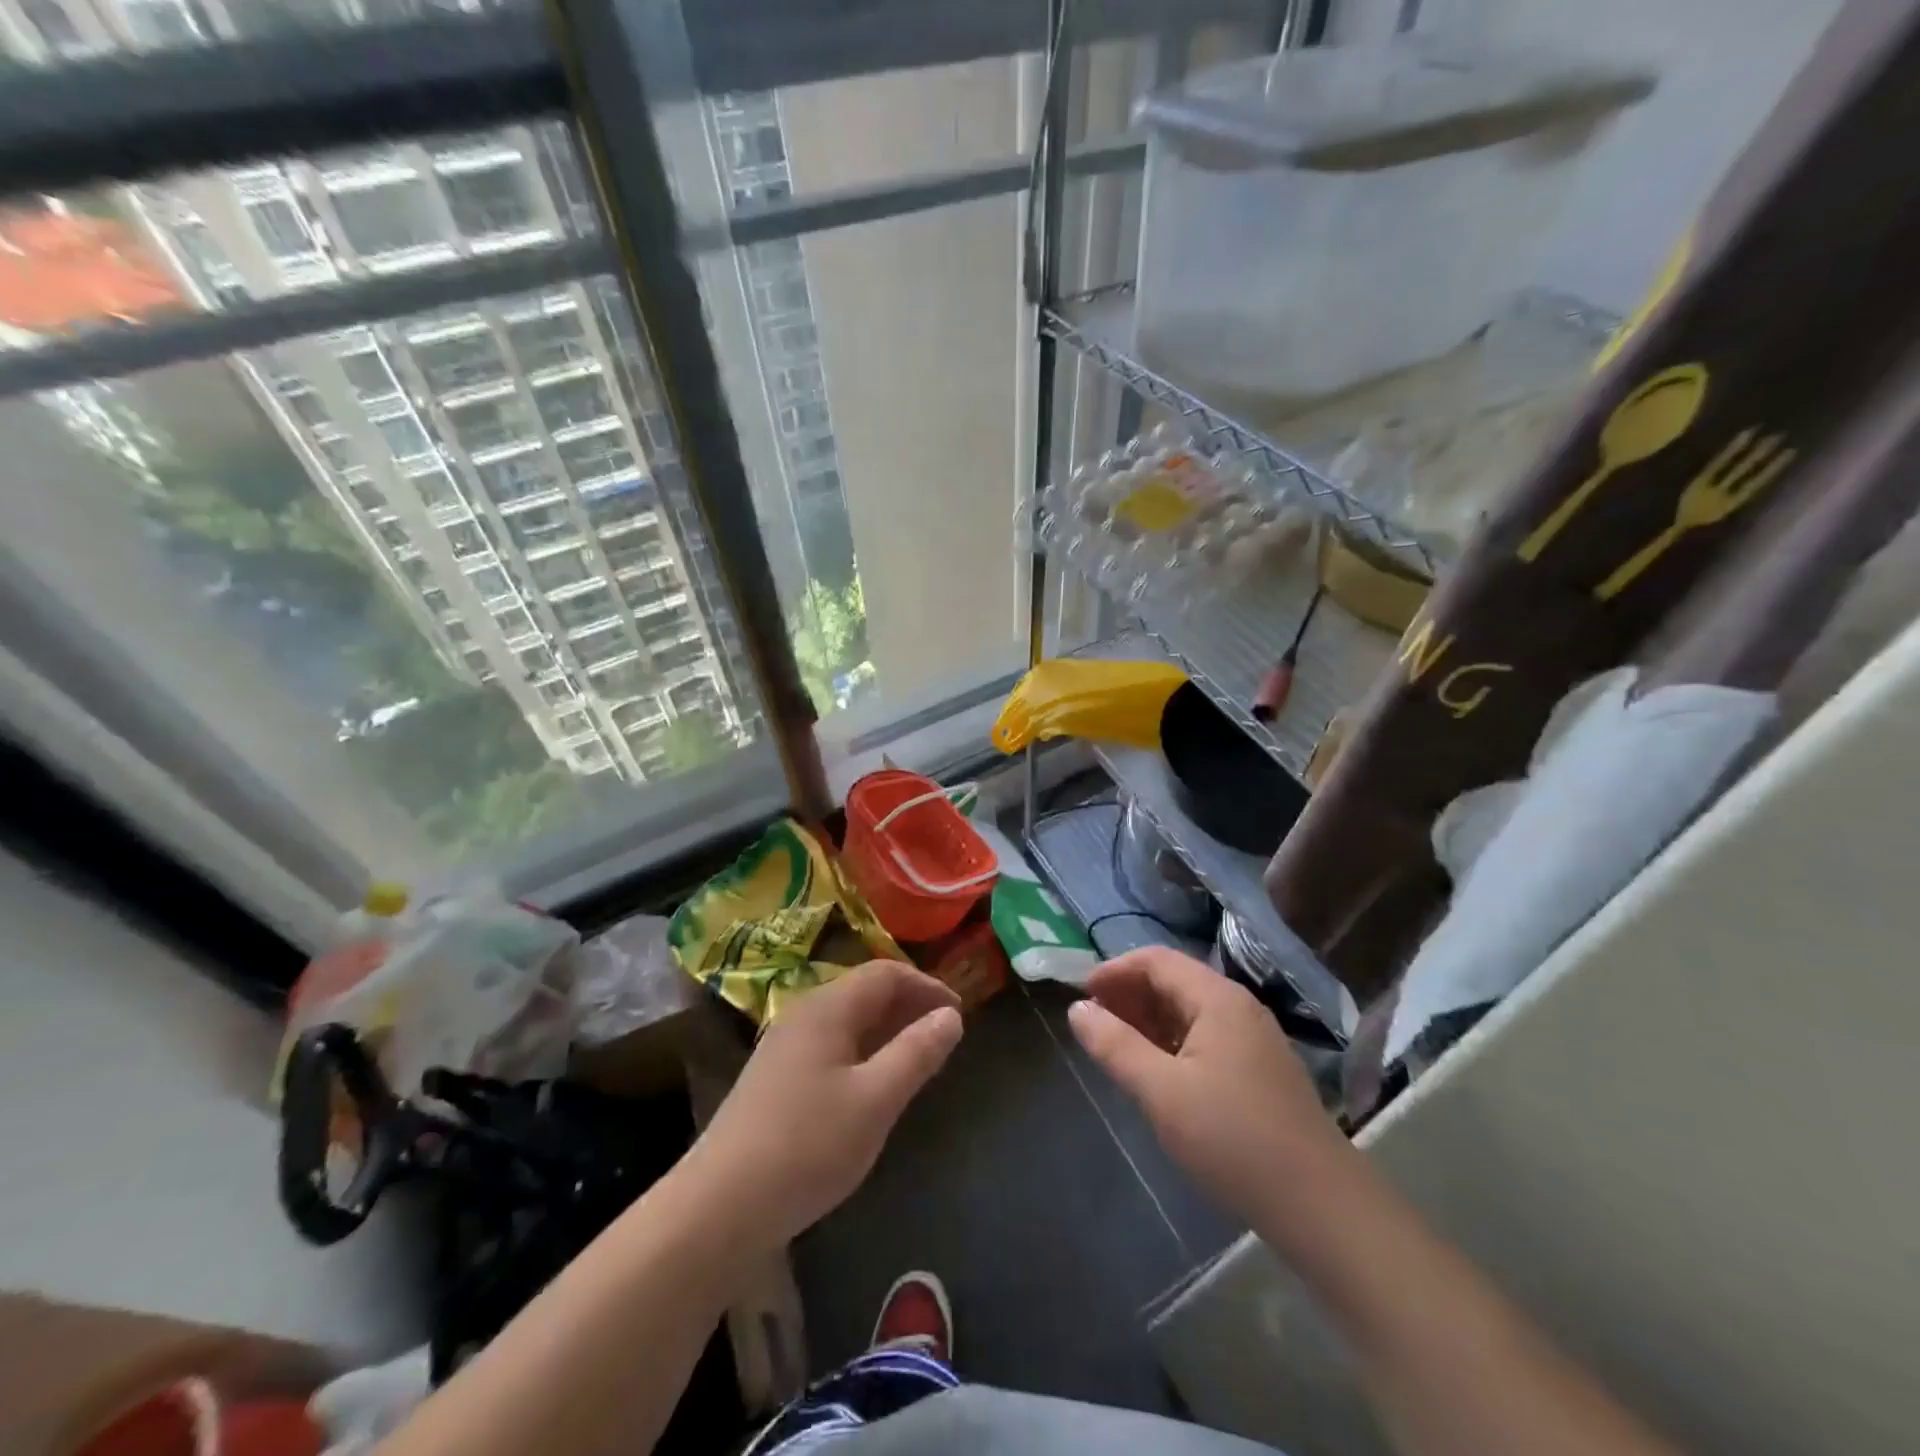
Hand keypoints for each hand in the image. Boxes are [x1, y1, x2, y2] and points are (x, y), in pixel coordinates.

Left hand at [687, 961, 962, 1250]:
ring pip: (846, 1019)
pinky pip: (830, 1044)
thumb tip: (951, 1015)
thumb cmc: (808, 1146)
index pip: (885, 973)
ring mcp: (784, 1045)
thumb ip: (917, 1053)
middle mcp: (803, 1013)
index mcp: (828, 1007)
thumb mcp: (876, 1099)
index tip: (960, 1013)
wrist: (719, 1207)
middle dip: (908, 1005)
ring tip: (916, 1058)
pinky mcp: (774, 1077)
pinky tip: (871, 1085)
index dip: (927, 986)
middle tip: (943, 1035)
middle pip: (864, 991)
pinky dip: (862, 1050)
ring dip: (885, 1029)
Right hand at [1068, 948, 1350, 1248]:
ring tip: (1115, 1047)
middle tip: (1093, 1024)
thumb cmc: (1233, 1139)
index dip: (1114, 971)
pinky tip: (1155, 1072)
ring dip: (1148, 1020)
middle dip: (1128, 995)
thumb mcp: (1161, 1092)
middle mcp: (1237, 1007)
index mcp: (1217, 998)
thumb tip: (1077, 1008)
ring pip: (1189, 1011)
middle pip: (1173, 981)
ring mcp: (1252, 1039)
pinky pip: (1204, 1037)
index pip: (1156, 960)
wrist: (1321, 1206)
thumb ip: (1115, 1045)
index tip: (1080, 996)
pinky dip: (1171, 1042)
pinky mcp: (1258, 1070)